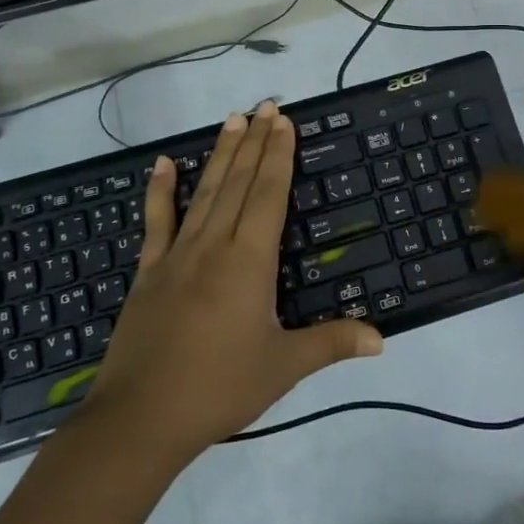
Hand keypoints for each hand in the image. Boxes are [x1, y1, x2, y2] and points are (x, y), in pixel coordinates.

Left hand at [85, 102, 382, 459]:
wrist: (141, 419)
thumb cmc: (220, 388)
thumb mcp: (284, 367)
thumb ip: (332, 343)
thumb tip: (382, 338)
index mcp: (250, 261)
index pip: (268, 194)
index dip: (278, 155)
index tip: (283, 121)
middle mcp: (214, 245)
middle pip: (238, 182)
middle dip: (254, 141)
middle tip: (264, 104)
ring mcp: (177, 255)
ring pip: (204, 192)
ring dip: (219, 154)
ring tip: (231, 119)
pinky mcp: (149, 272)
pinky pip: (156, 222)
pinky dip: (160, 191)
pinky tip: (162, 164)